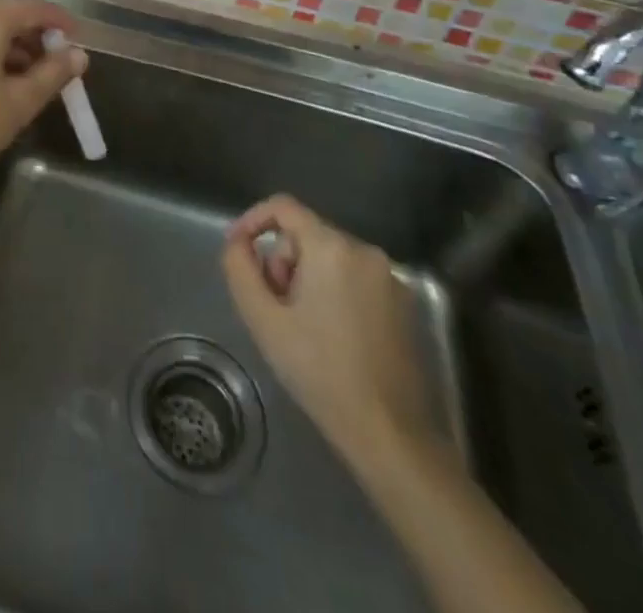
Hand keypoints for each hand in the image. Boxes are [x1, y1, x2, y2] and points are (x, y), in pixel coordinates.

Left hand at [0, 0, 87, 195]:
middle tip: (57, 64)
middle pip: (7, 13)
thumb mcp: (17, 104)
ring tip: (31, 79)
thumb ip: (52, 74)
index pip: (33, 7)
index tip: (79, 40)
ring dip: (12, 45)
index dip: (60, 21)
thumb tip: (78, 54)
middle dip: (35, 35)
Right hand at [221, 195, 436, 465]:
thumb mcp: (263, 320)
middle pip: (306, 235)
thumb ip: (240, 269)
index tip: (237, 250)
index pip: (283, 206)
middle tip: (275, 307)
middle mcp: (364, 251)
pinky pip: (356, 279)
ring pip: (330, 258)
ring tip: (301, 327)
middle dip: (283, 262)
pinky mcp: (405, 305)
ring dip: (307, 279)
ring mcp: (390, 278)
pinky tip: (331, 336)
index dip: (253, 220)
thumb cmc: (320, 372)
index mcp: (331, 248)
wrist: (391, 435)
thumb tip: (237, 242)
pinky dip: (335, 293)